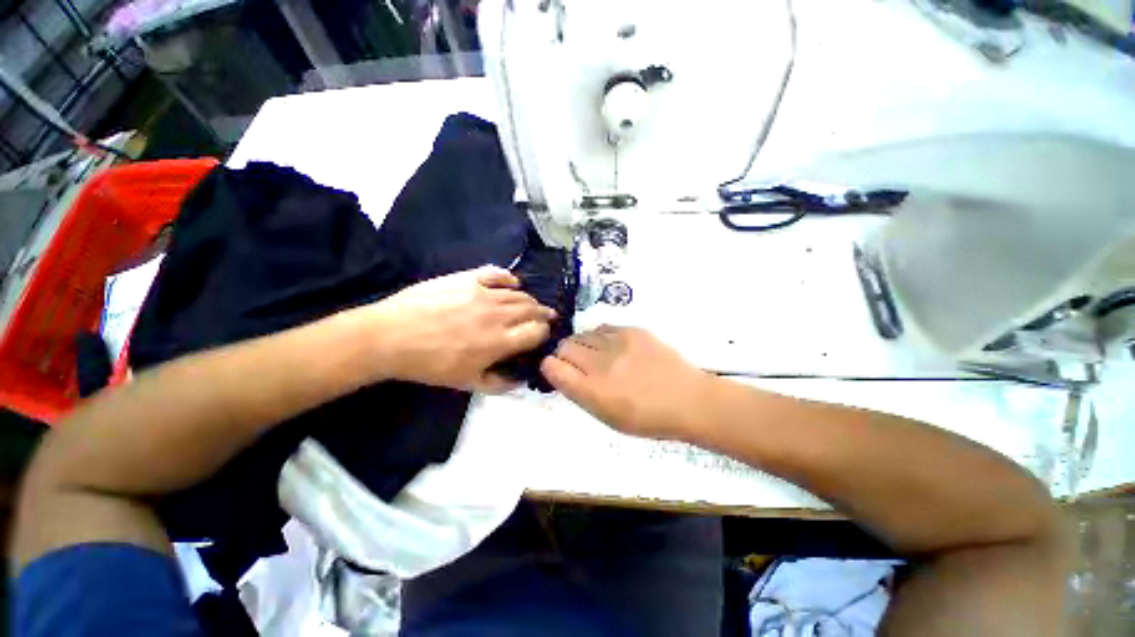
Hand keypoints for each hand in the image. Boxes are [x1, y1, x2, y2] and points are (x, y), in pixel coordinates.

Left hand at [369, 266, 554, 391]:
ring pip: (518, 293)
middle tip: (546, 317)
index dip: (544, 333)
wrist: (391, 337)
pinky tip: (513, 282)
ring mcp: (483, 293)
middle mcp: (498, 314)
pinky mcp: (467, 278)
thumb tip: (522, 380)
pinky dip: (509, 278)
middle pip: (532, 309)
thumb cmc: (430, 364)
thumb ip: (500, 384)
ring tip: (531, 304)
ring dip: (530, 299)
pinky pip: (496, 274)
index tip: (542, 335)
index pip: (537, 331)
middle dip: (543, 314)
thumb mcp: (467, 384)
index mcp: (500, 341)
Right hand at [540, 326, 713, 439]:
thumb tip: (562, 372)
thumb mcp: (607, 417)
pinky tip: (611, 347)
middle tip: (578, 365)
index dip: (550, 367)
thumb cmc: (647, 418)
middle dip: (564, 355)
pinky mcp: (632, 330)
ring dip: (582, 346)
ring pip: (582, 335)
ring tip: (597, 356)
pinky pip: (602, 328)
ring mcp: (618, 343)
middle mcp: (601, 364)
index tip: (556, 370)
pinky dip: (600, 338)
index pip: (553, 367)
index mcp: (593, 392)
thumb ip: (580, 393)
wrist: (688, 399)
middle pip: (564, 347)